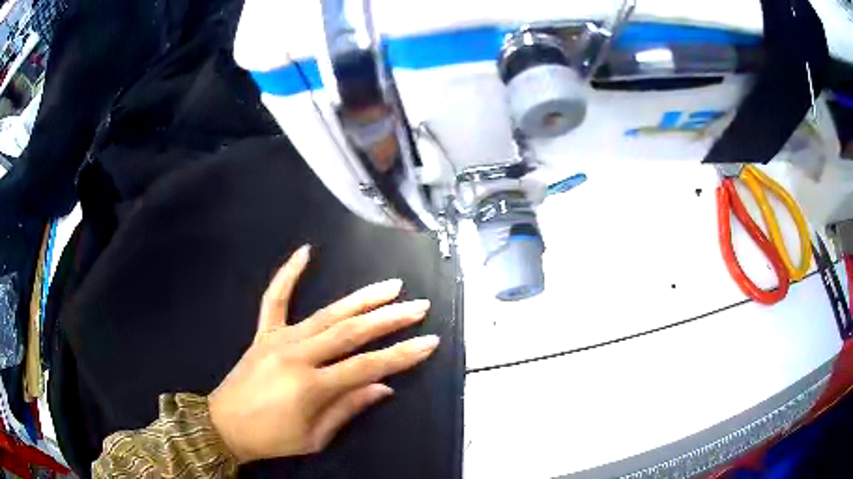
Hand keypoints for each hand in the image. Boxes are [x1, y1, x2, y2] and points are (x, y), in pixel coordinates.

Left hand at [208, 245, 437, 463]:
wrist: (225, 425)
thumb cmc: (272, 438)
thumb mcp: (315, 437)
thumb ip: (349, 408)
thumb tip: (384, 386)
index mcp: (311, 387)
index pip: (366, 366)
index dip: (401, 355)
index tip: (428, 341)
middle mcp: (297, 356)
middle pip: (351, 333)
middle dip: (389, 318)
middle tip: (418, 305)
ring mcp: (278, 339)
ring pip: (326, 313)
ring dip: (361, 298)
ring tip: (390, 285)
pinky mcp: (263, 333)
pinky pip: (275, 299)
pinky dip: (288, 274)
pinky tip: (304, 252)